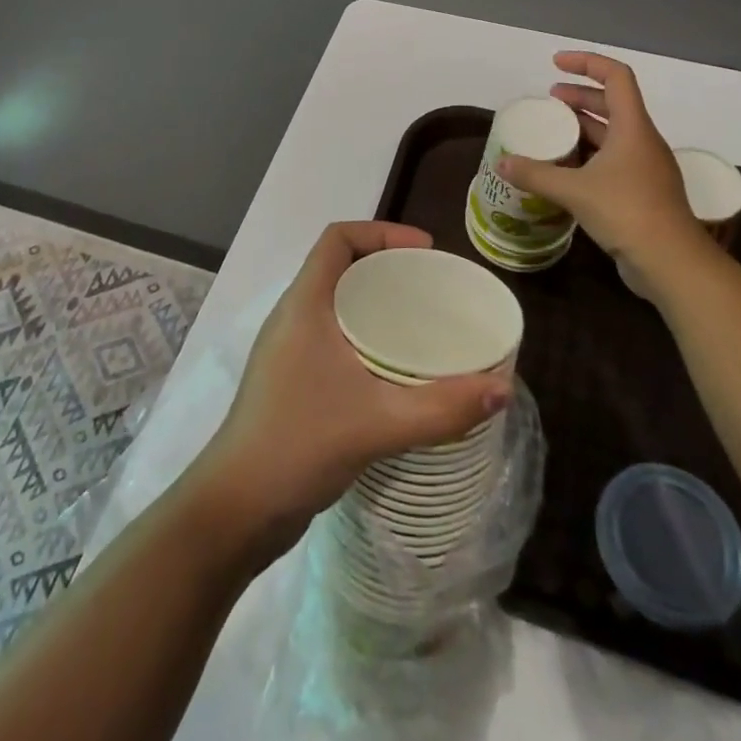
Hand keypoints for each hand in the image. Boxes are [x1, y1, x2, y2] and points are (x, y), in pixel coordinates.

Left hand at [192, 222, 514, 562]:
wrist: (237, 508)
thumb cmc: (299, 444)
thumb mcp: (379, 422)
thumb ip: (443, 407)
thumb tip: (503, 389)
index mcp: (304, 304)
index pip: (337, 238)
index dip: (381, 232)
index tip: (425, 251)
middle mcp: (293, 317)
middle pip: (341, 267)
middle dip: (388, 268)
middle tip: (433, 288)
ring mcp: (289, 350)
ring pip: (337, 305)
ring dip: (377, 305)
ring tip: (423, 324)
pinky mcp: (293, 381)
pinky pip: (333, 337)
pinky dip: (366, 338)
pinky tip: (396, 370)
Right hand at [497, 51, 708, 292]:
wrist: (672, 262)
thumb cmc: (627, 212)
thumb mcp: (574, 190)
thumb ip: (535, 174)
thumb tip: (501, 162)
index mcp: (633, 128)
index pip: (616, 77)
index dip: (587, 63)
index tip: (556, 64)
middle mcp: (642, 141)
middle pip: (613, 103)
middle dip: (581, 95)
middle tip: (550, 99)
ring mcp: (646, 167)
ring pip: (614, 133)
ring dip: (585, 125)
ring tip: (555, 130)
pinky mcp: (643, 192)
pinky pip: (614, 160)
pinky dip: (590, 154)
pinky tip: (568, 169)